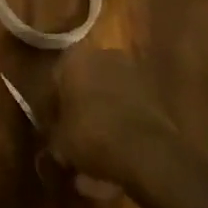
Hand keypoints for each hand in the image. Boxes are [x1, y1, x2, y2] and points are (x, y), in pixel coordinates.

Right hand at [36, 47, 179, 186]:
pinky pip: (130, 106)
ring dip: (103, 111)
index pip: (55, 79)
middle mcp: (101, 55)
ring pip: (109, 92)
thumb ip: (54, 135)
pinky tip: (119, 145)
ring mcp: (132, 72)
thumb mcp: (60, 142)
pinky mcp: (155, 93)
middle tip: (75, 133)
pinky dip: (123, 120)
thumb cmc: (92, 135)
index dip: (53, 106)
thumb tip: (56, 143)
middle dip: (80, 104)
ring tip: (99, 143)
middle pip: (84, 81)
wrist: (147, 152)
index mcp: (72, 58)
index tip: (53, 127)